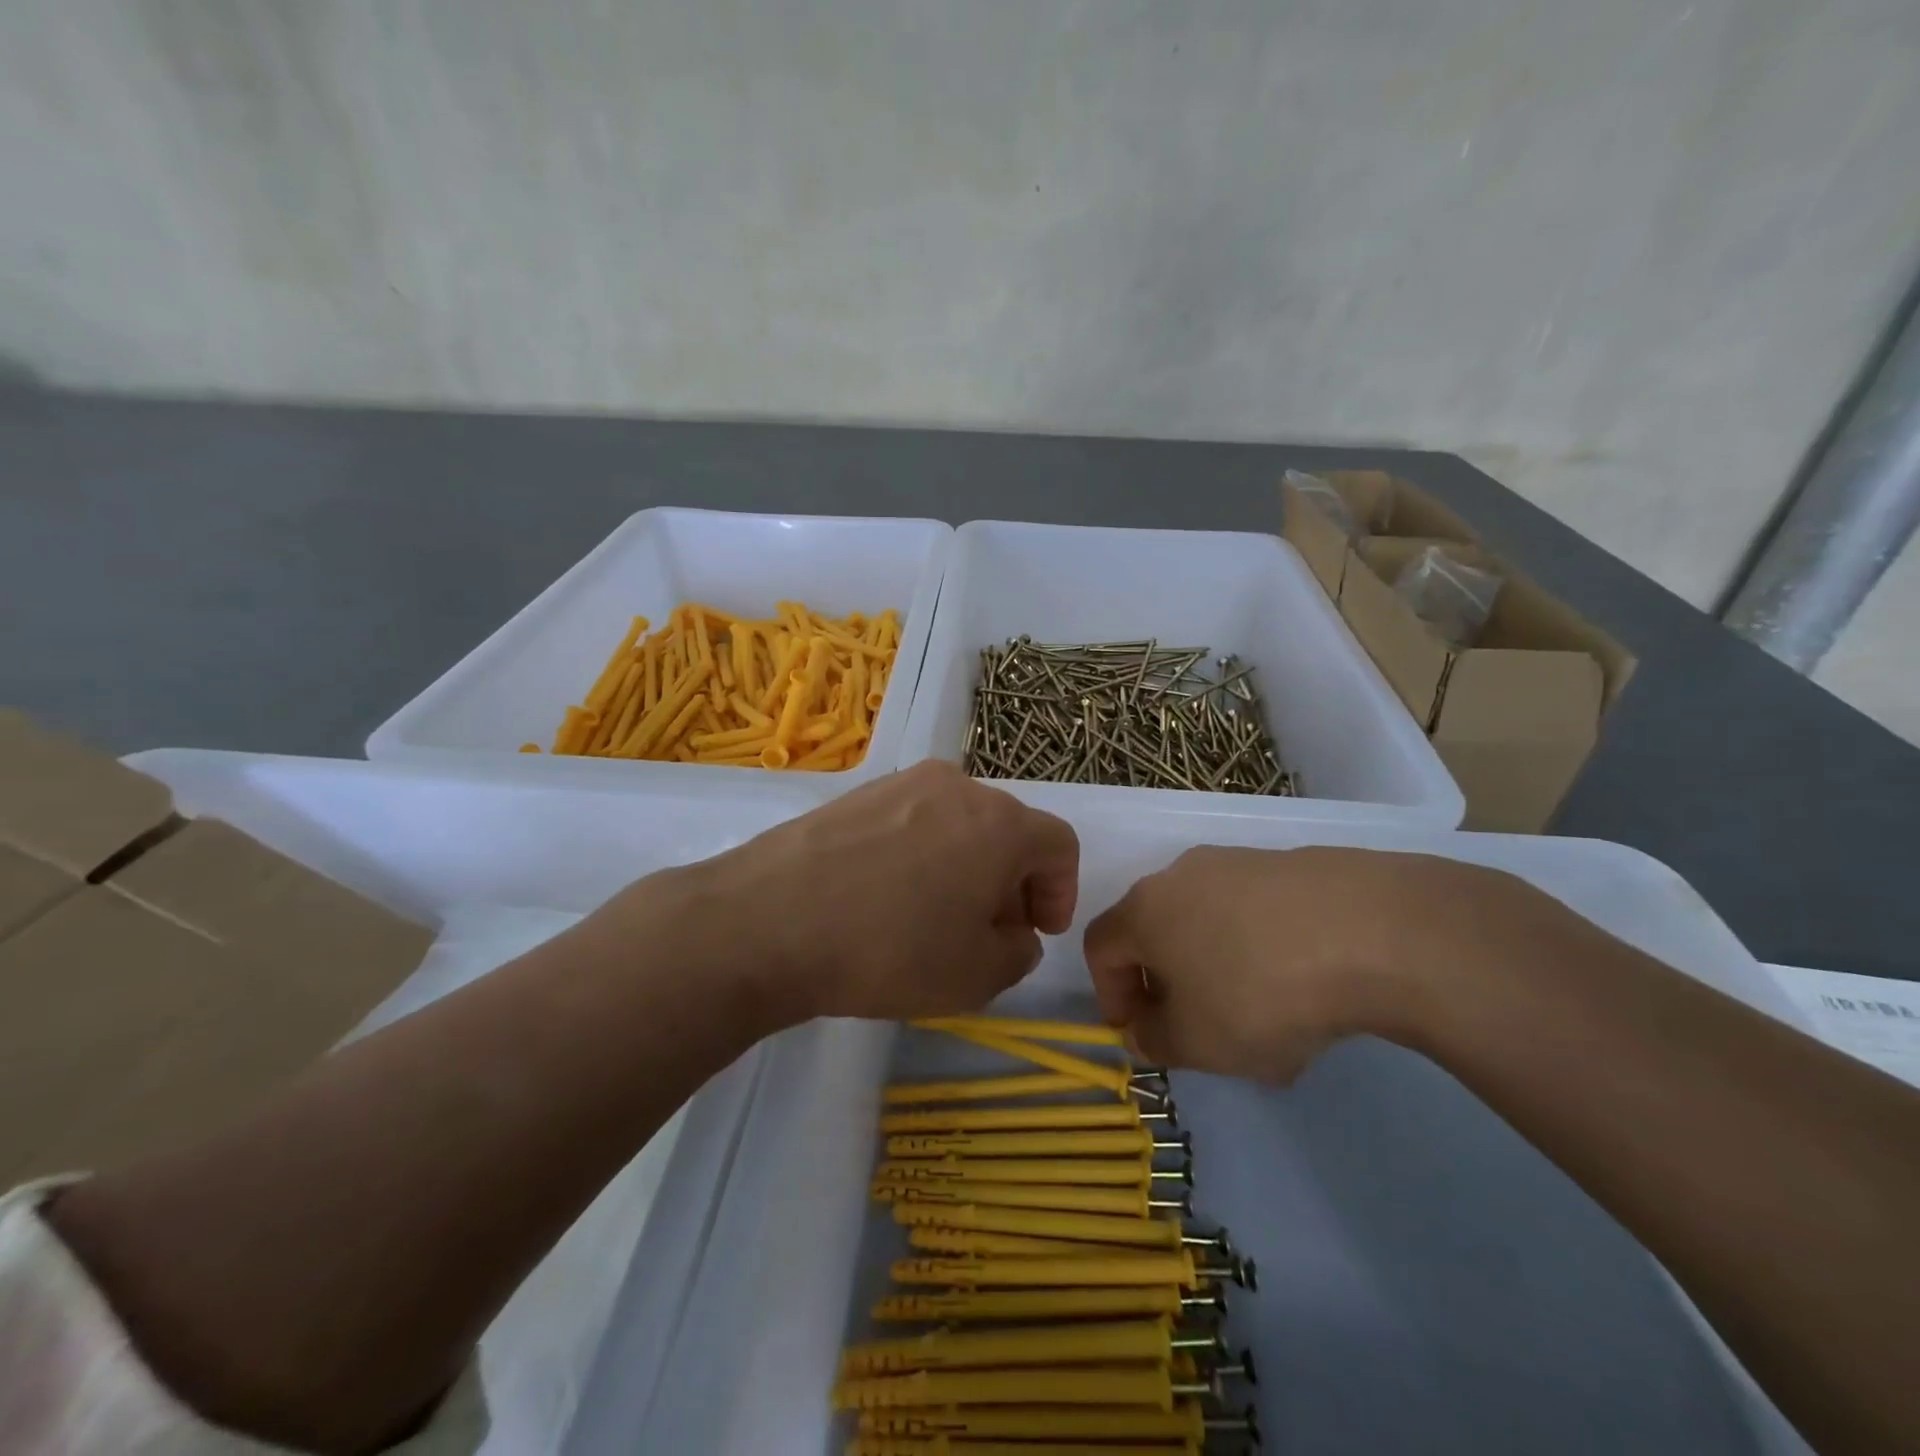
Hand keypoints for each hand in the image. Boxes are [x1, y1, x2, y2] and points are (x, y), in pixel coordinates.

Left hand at [643, 762, 1079, 1024]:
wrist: (768, 921)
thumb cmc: (889, 949)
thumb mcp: (977, 976)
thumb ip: (1018, 952)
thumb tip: (1013, 930)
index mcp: (999, 822)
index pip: (1058, 844)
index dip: (1060, 891)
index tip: (1037, 931)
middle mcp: (956, 786)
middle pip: (1007, 829)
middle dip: (1012, 881)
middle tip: (988, 931)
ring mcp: (902, 783)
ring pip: (958, 822)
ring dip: (966, 865)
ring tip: (934, 916)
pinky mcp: (858, 793)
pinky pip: (913, 820)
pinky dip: (922, 853)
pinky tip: (887, 896)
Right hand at [1082, 846, 1544, 1081]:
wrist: (1372, 931)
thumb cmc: (1260, 992)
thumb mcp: (1198, 1042)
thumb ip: (1155, 1041)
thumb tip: (1143, 1030)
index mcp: (1144, 910)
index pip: (1100, 947)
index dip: (1111, 994)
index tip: (1143, 1033)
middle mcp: (1181, 875)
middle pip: (1156, 932)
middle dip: (1171, 986)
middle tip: (1203, 1032)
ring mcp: (1238, 863)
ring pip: (1210, 925)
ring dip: (1220, 971)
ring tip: (1267, 1023)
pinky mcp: (1290, 865)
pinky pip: (1257, 914)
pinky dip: (1264, 951)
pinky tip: (1308, 990)